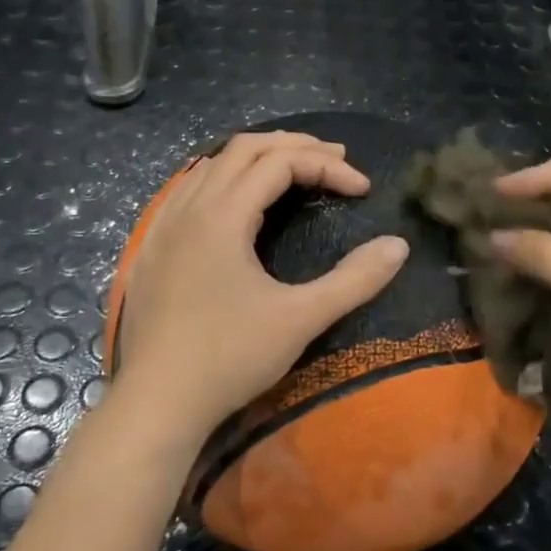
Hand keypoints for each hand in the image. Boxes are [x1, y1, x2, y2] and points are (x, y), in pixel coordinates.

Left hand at [113, 132, 410, 441]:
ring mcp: (163, 227)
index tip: (363, 191)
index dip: (327, 167)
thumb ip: (354, 280)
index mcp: (223, 215)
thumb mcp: (301, 319)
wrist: (157, 403)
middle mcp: (190, 207)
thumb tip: (398, 246)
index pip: (280, 162)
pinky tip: (233, 201)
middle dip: (293, 147)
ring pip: (211, 165)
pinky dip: (221, 179)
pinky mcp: (152, 249)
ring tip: (291, 170)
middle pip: (244, 149)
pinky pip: (187, 190)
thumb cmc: (230, 358)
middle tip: (335, 161)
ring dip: (256, 158)